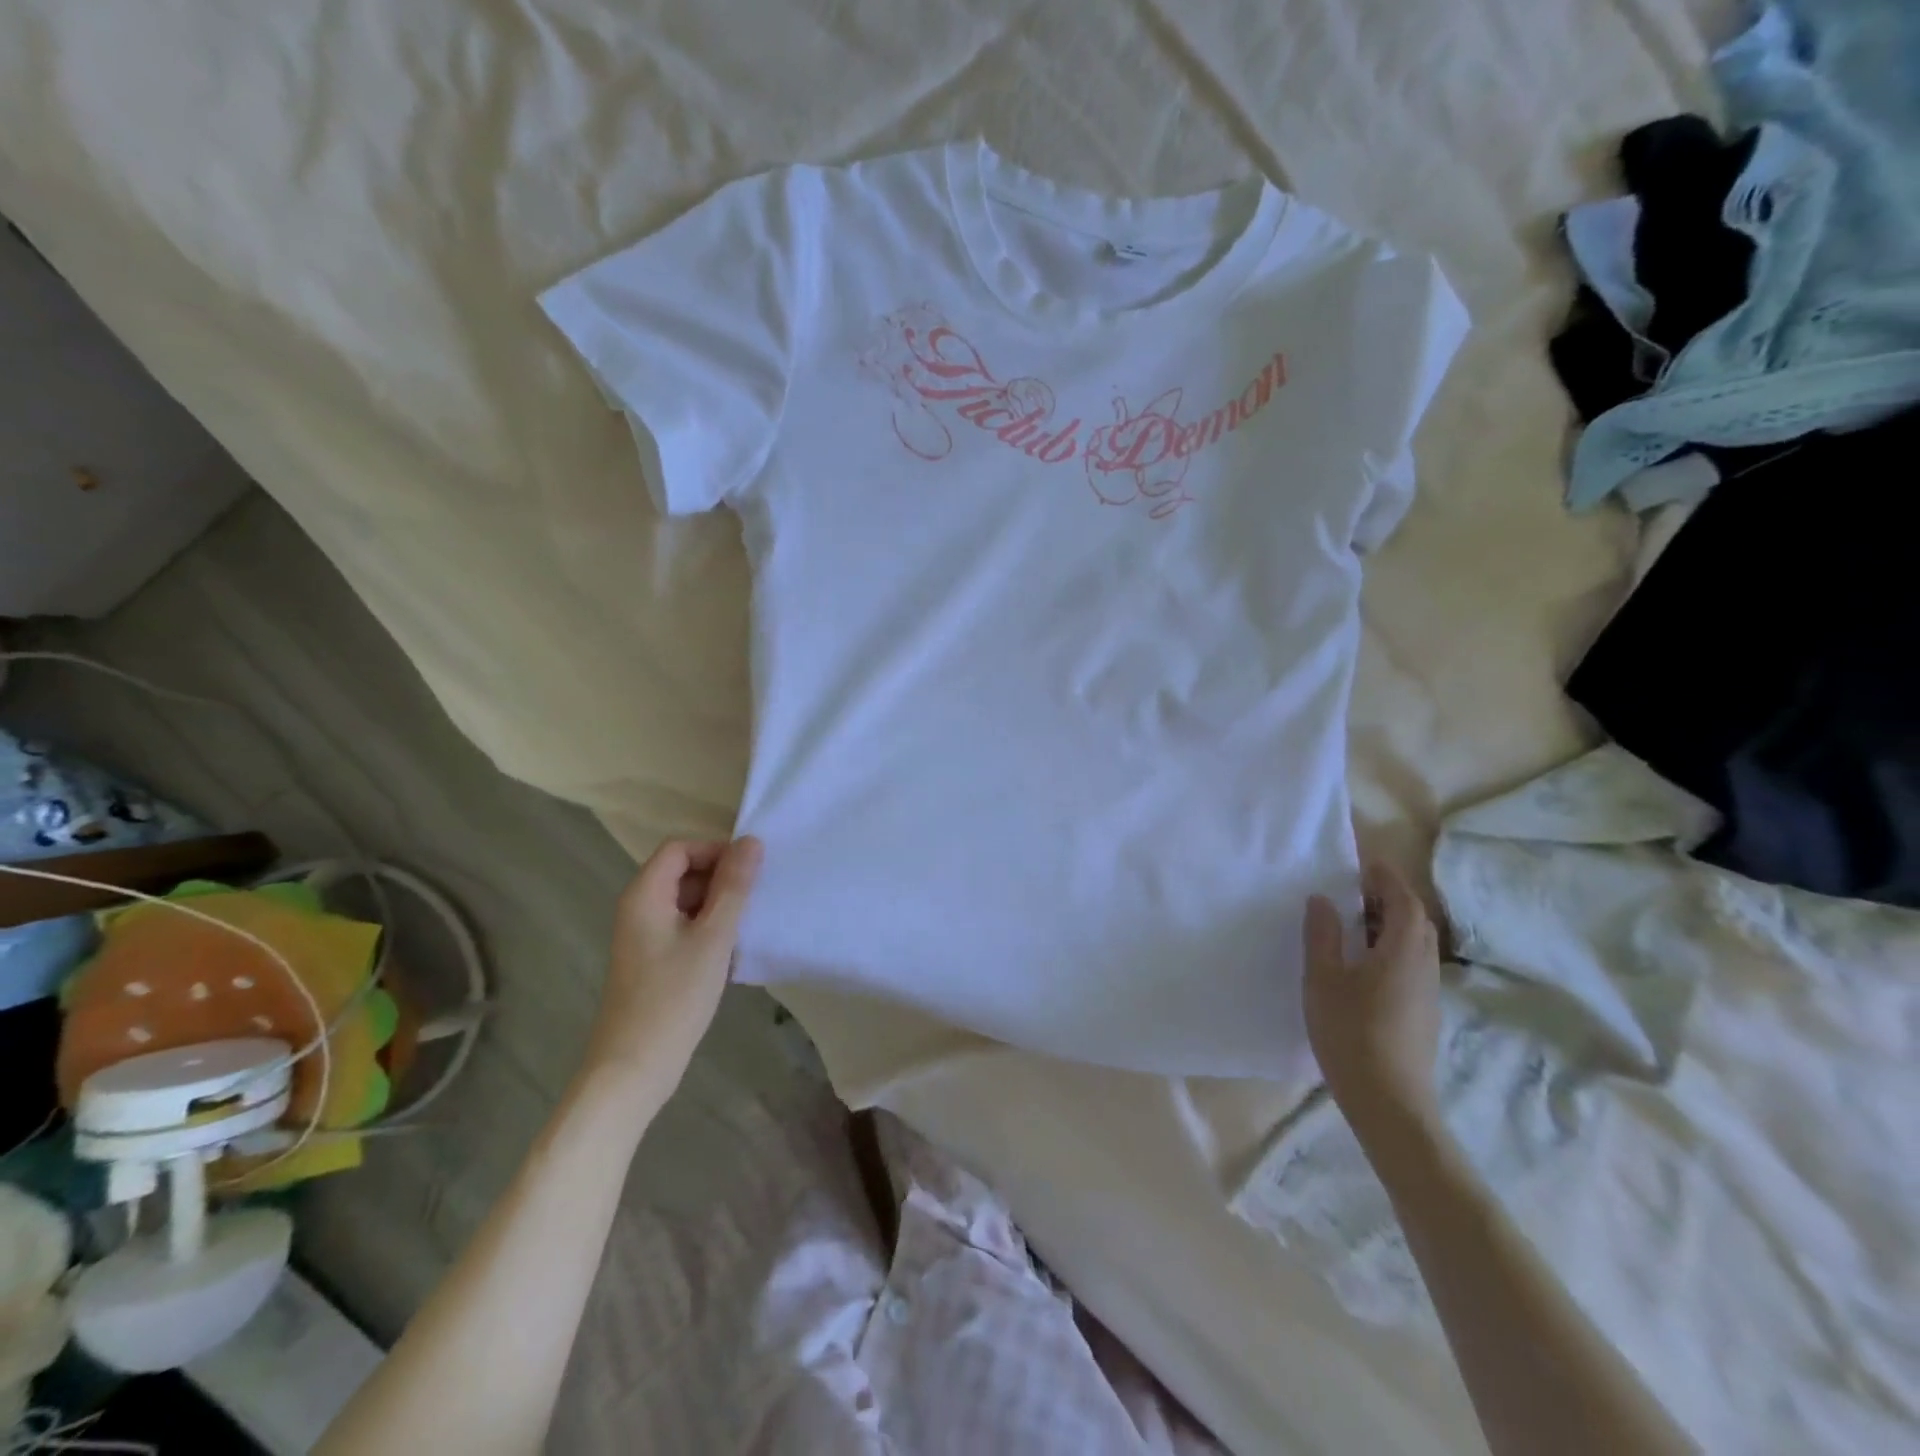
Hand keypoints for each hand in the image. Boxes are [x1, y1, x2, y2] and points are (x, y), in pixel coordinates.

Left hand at [585, 836, 762, 1084]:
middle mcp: (639, 908)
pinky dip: (708, 930)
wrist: (634, 1068)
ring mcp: (643, 936)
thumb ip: (734, 887)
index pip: (681, 848)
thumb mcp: (713, 937)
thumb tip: (751, 841)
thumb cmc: (674, 997)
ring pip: (686, 901)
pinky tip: (731, 954)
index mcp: (645, 895)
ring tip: (747, 927)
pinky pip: (684, 927)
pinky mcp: (652, 960)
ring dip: (718, 906)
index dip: (716, 851)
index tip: (750, 872)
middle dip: (721, 879)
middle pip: (682, 871)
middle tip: (755, 900)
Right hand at [1302, 860, 1442, 1138]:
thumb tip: (1323, 899)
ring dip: (1388, 925)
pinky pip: (1410, 964)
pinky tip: (1360, 965)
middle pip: (1414, 919)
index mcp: (1404, 949)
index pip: (1403, 898)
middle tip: (1350, 892)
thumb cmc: (1351, 1032)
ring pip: (1414, 943)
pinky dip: (1389, 949)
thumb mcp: (1323, 978)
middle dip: (1386, 898)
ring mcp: (1428, 991)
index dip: (1384, 876)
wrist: (1390, 1102)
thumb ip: (1323, 934)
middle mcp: (1425, 964)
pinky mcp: (1423, 1012)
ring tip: (1350, 924)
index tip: (1358, 864)